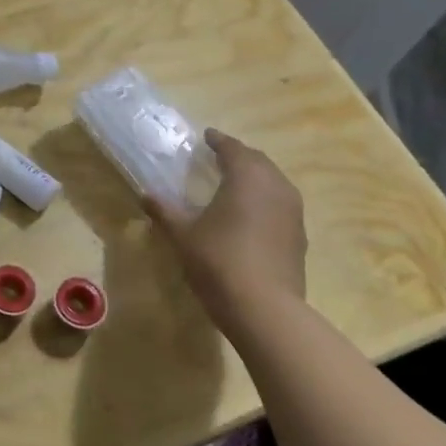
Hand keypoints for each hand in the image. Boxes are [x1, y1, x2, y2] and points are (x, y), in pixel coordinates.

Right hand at [146, 129, 306, 314]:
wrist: (264, 309)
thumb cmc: (219, 261)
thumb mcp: (183, 235)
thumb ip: (165, 211)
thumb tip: (145, 194)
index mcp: (247, 178)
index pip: (233, 149)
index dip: (218, 141)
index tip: (206, 137)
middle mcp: (276, 187)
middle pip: (258, 161)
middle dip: (239, 156)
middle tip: (219, 158)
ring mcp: (293, 212)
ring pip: (274, 182)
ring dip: (255, 177)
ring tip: (235, 184)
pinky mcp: (299, 236)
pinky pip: (281, 205)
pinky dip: (265, 200)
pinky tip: (251, 215)